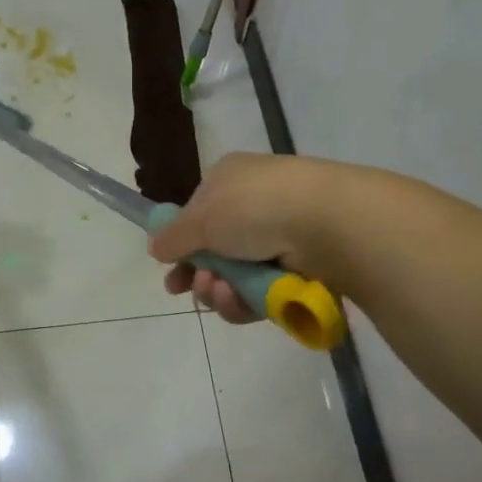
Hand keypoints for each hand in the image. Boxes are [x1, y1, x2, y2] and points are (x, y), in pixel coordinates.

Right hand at [147, 153, 342, 324]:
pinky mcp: (297, 272)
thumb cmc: (256, 206)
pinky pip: (259, 295)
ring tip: (218, 291)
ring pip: (234, 278)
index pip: (198, 214)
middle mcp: (254, 207)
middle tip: (185, 288)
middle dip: (198, 274)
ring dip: (217, 290)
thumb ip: (174, 235)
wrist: (326, 222)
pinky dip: (243, 301)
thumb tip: (155, 246)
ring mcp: (278, 240)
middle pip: (214, 252)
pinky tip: (236, 300)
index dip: (181, 244)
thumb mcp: (202, 216)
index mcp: (230, 180)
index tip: (169, 269)